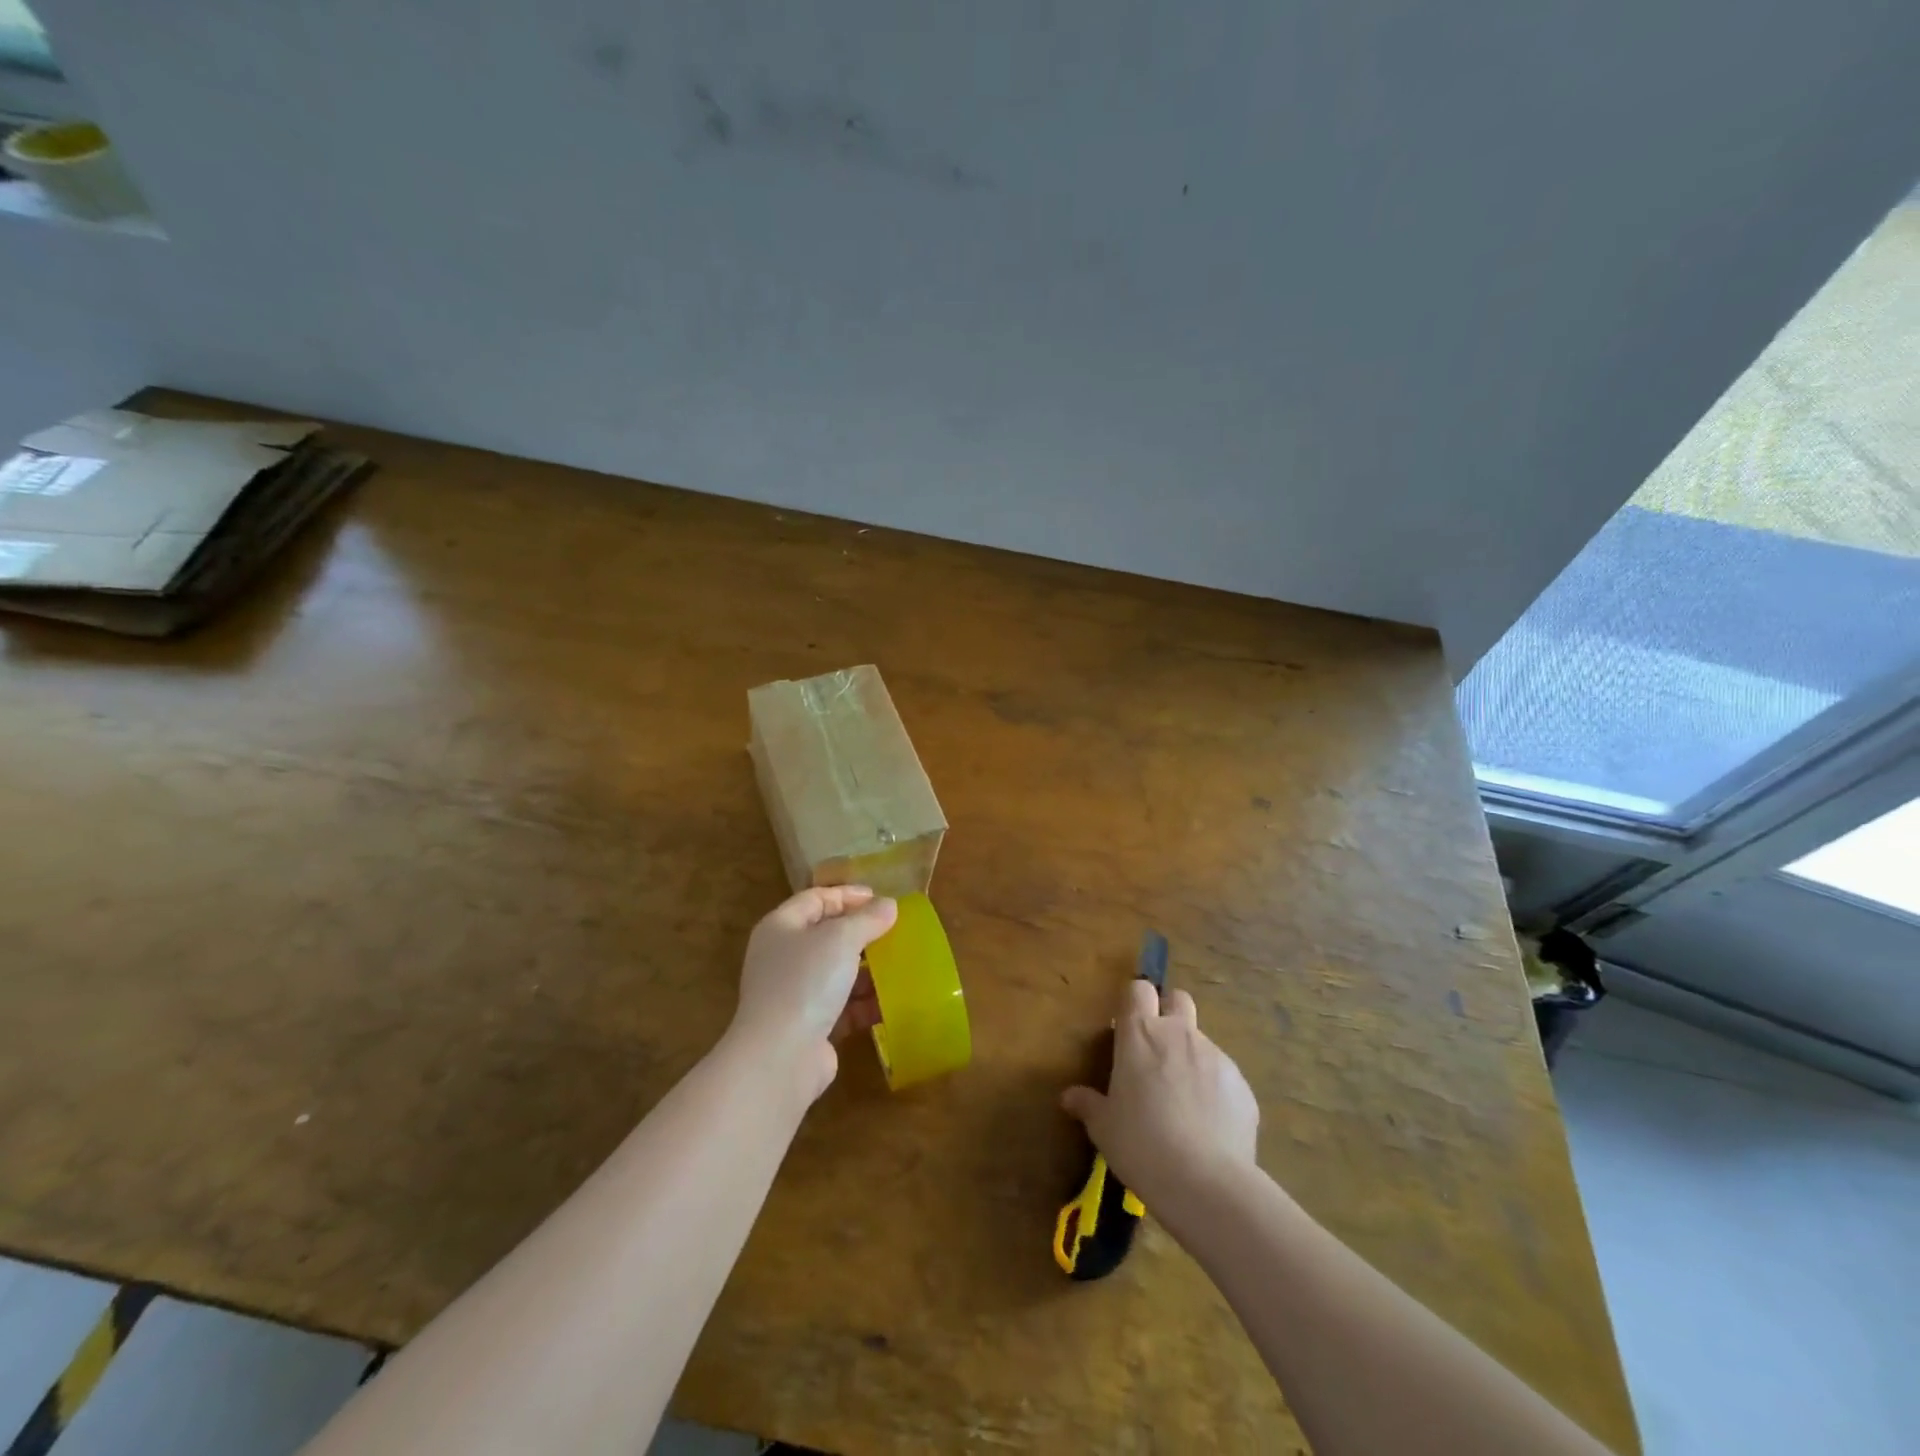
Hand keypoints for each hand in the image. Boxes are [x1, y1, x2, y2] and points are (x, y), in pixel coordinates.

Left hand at [730, 886, 897, 1101]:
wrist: (781, 1056)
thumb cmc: (806, 981)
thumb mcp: (841, 939)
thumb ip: (867, 919)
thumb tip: (889, 905)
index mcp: (781, 927)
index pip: (815, 898)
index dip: (847, 895)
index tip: (880, 899)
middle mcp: (783, 957)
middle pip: (826, 935)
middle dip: (861, 933)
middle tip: (893, 931)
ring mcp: (794, 993)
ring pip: (836, 972)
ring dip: (867, 969)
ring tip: (899, 966)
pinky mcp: (808, 1025)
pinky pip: (842, 1005)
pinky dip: (864, 1002)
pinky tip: (890, 1002)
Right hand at [1061, 980, 1259, 1212]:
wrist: (1206, 1182)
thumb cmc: (1141, 1144)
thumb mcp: (1104, 1128)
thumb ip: (1088, 1104)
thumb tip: (1069, 1097)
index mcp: (1140, 1034)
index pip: (1138, 990)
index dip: (1134, 1003)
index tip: (1127, 1027)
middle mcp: (1179, 1034)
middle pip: (1178, 999)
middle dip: (1169, 1013)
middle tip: (1157, 1051)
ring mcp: (1216, 1056)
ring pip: (1202, 1042)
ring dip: (1191, 1059)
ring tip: (1184, 1103)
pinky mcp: (1242, 1085)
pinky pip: (1224, 1077)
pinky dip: (1215, 1091)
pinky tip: (1208, 1127)